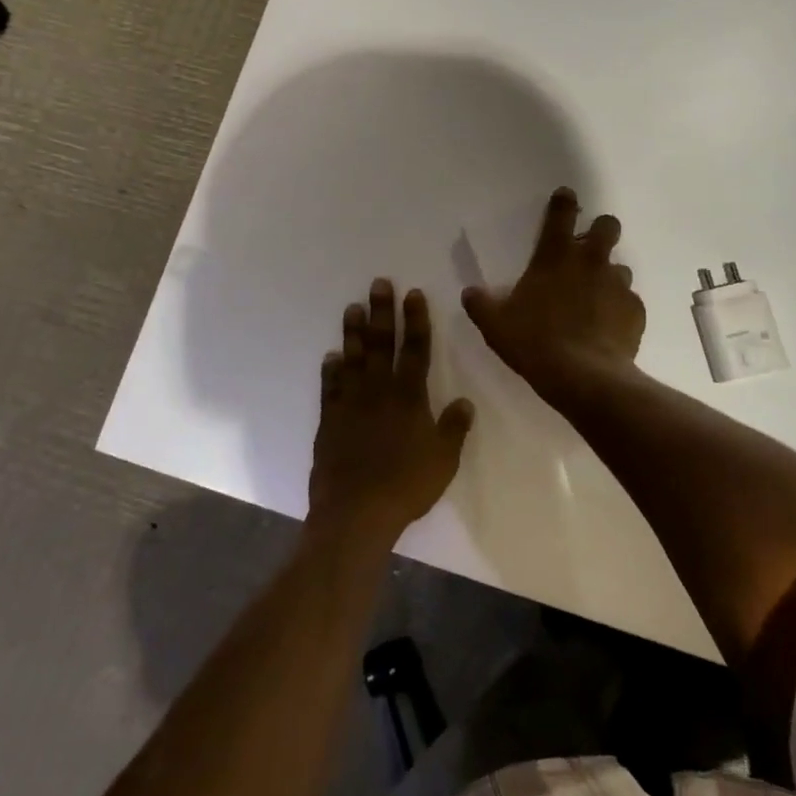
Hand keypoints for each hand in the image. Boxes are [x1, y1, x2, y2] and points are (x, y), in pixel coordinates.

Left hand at [310, 279, 474, 545]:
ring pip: (353, 359)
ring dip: (354, 332)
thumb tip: (465, 401)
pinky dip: (331, 370)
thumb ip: (454, 428)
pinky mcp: (330, 421)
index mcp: (410, 397)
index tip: (413, 294)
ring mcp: (351, 404)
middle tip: (378, 284)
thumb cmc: (406, 486)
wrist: (356, 512)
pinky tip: (331, 356)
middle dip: (382, 312)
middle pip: (382, 344)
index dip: (416, 320)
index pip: (416, 349)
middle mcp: (379, 392)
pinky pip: (331, 388)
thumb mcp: (444, 460)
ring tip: (353, 308)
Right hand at [462, 187, 645, 406]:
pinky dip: (619, 310)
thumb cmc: (535, 343)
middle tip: (588, 250)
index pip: (562, 214)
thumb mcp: (496, 326)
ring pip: (620, 267)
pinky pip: (629, 302)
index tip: (566, 196)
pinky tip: (608, 328)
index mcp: (555, 257)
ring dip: (608, 277)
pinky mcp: (635, 311)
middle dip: (601, 231)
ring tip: (596, 300)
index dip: (564, 201)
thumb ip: (481, 305)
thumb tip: (470, 293)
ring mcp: (617, 285)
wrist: (584, 378)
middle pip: (608, 226)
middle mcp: (591, 262)